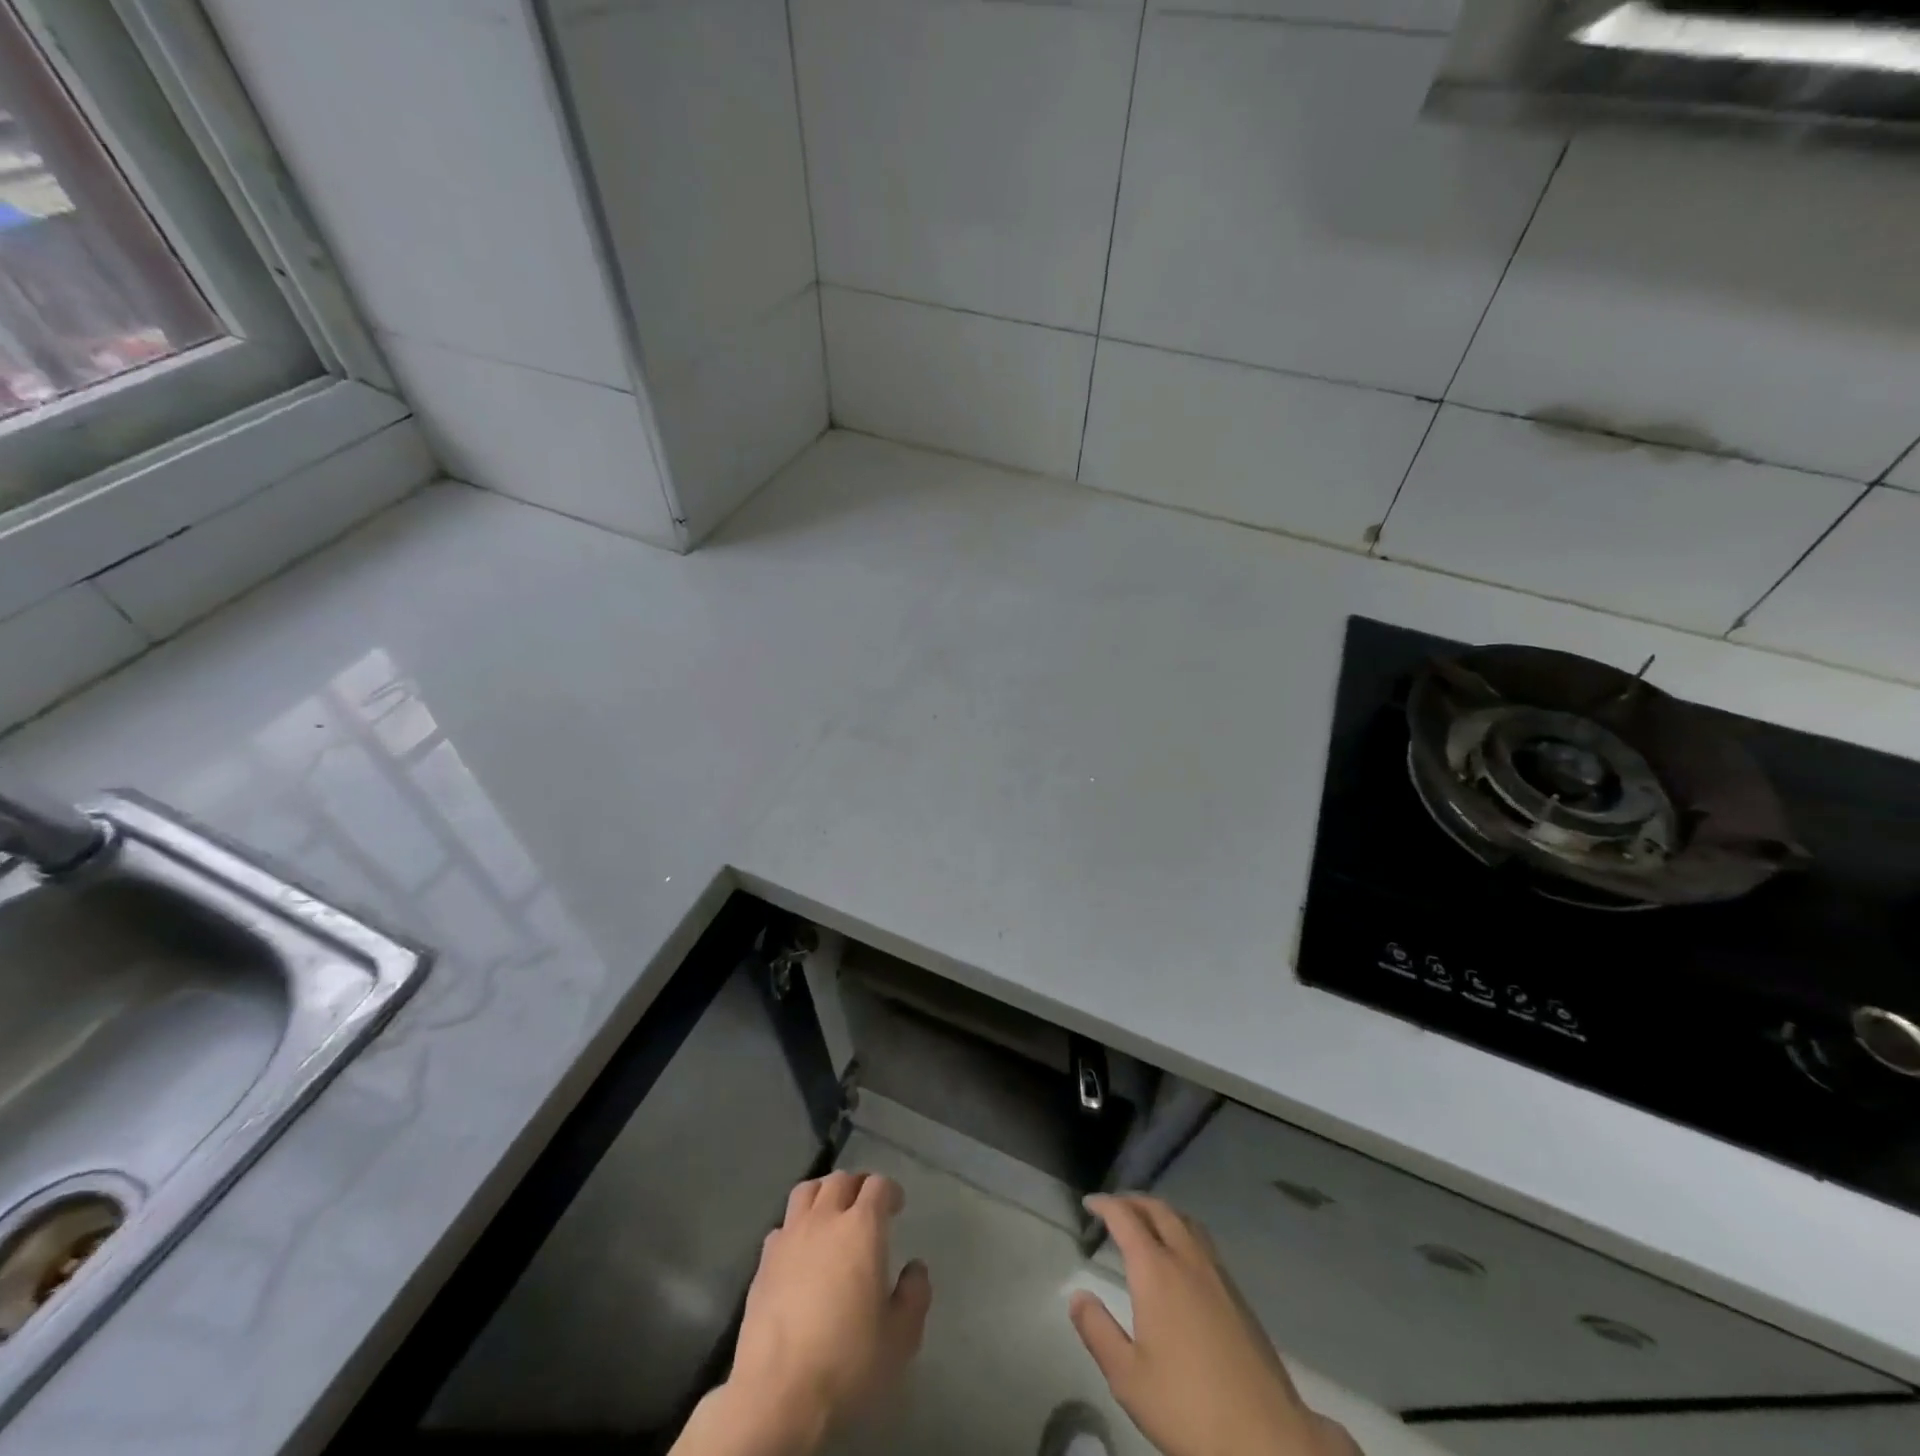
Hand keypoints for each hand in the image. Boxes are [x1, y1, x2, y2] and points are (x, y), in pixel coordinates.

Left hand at [688, 1171, 931, 1455]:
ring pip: (807, 1191)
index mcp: (862, 1228)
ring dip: (823, 1194)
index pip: (877, 1186)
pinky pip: (783, 1226)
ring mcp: (789, 1237)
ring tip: (831, 1213)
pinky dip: (796, 1226)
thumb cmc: (847, 1362)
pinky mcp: (763, 1262)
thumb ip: (914, 1295)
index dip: (890, 1191)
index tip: (896, 1206)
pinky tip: (800, 1250)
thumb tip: (915, 1268)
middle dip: (857, 1186)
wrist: (778, 1394)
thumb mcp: (900, 1338)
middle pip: (840, 1180)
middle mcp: (825, 1220)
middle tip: (866, 1205)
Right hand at [1071, 1194, 1361, 1455]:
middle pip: (1159, 1210)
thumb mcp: (1128, 1378)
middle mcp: (1187, 1259)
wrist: (1266, 1438)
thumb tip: (1078, 1296)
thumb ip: (1098, 1331)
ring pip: (1186, 1222)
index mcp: (1156, 1271)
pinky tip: (1180, 1260)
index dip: (1105, 1204)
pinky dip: (1183, 1233)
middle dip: (1134, 1202)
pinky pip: (1204, 1244)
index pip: (1125, 1218)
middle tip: (1114, 1208)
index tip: (1089, 1203)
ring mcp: (1218, 1275)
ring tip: (1146, 1225)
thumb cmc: (1188, 1406)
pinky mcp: (1238, 1296)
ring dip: (1161, 1213)